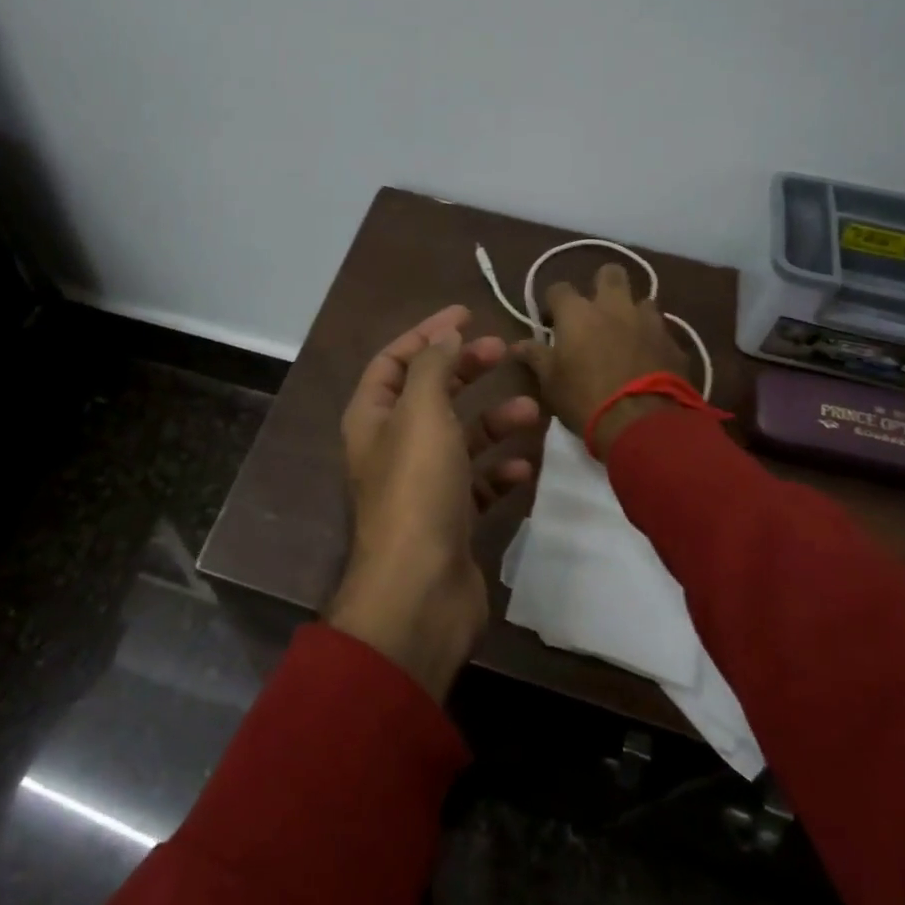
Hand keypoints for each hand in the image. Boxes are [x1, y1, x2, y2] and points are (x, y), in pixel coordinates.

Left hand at [331, 306, 540, 700]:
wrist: (420, 591)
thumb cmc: (417, 489)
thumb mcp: (422, 413)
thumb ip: (434, 368)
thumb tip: (445, 333)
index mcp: (372, 418)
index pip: (394, 360)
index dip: (427, 333)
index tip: (467, 313)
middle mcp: (393, 447)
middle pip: (430, 393)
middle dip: (466, 369)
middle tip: (505, 350)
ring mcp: (422, 484)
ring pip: (460, 438)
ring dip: (493, 421)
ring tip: (532, 410)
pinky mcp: (450, 518)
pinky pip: (478, 483)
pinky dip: (499, 471)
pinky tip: (525, 467)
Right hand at [512, 263, 691, 457]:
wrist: (642, 424)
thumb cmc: (584, 399)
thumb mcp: (550, 382)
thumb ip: (535, 357)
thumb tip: (517, 346)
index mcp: (577, 312)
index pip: (559, 288)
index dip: (553, 303)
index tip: (552, 323)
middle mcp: (614, 306)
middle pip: (610, 273)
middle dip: (602, 285)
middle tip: (595, 312)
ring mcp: (649, 321)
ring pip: (642, 301)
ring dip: (632, 313)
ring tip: (625, 337)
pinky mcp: (674, 342)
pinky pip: (661, 331)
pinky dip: (652, 340)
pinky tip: (648, 360)